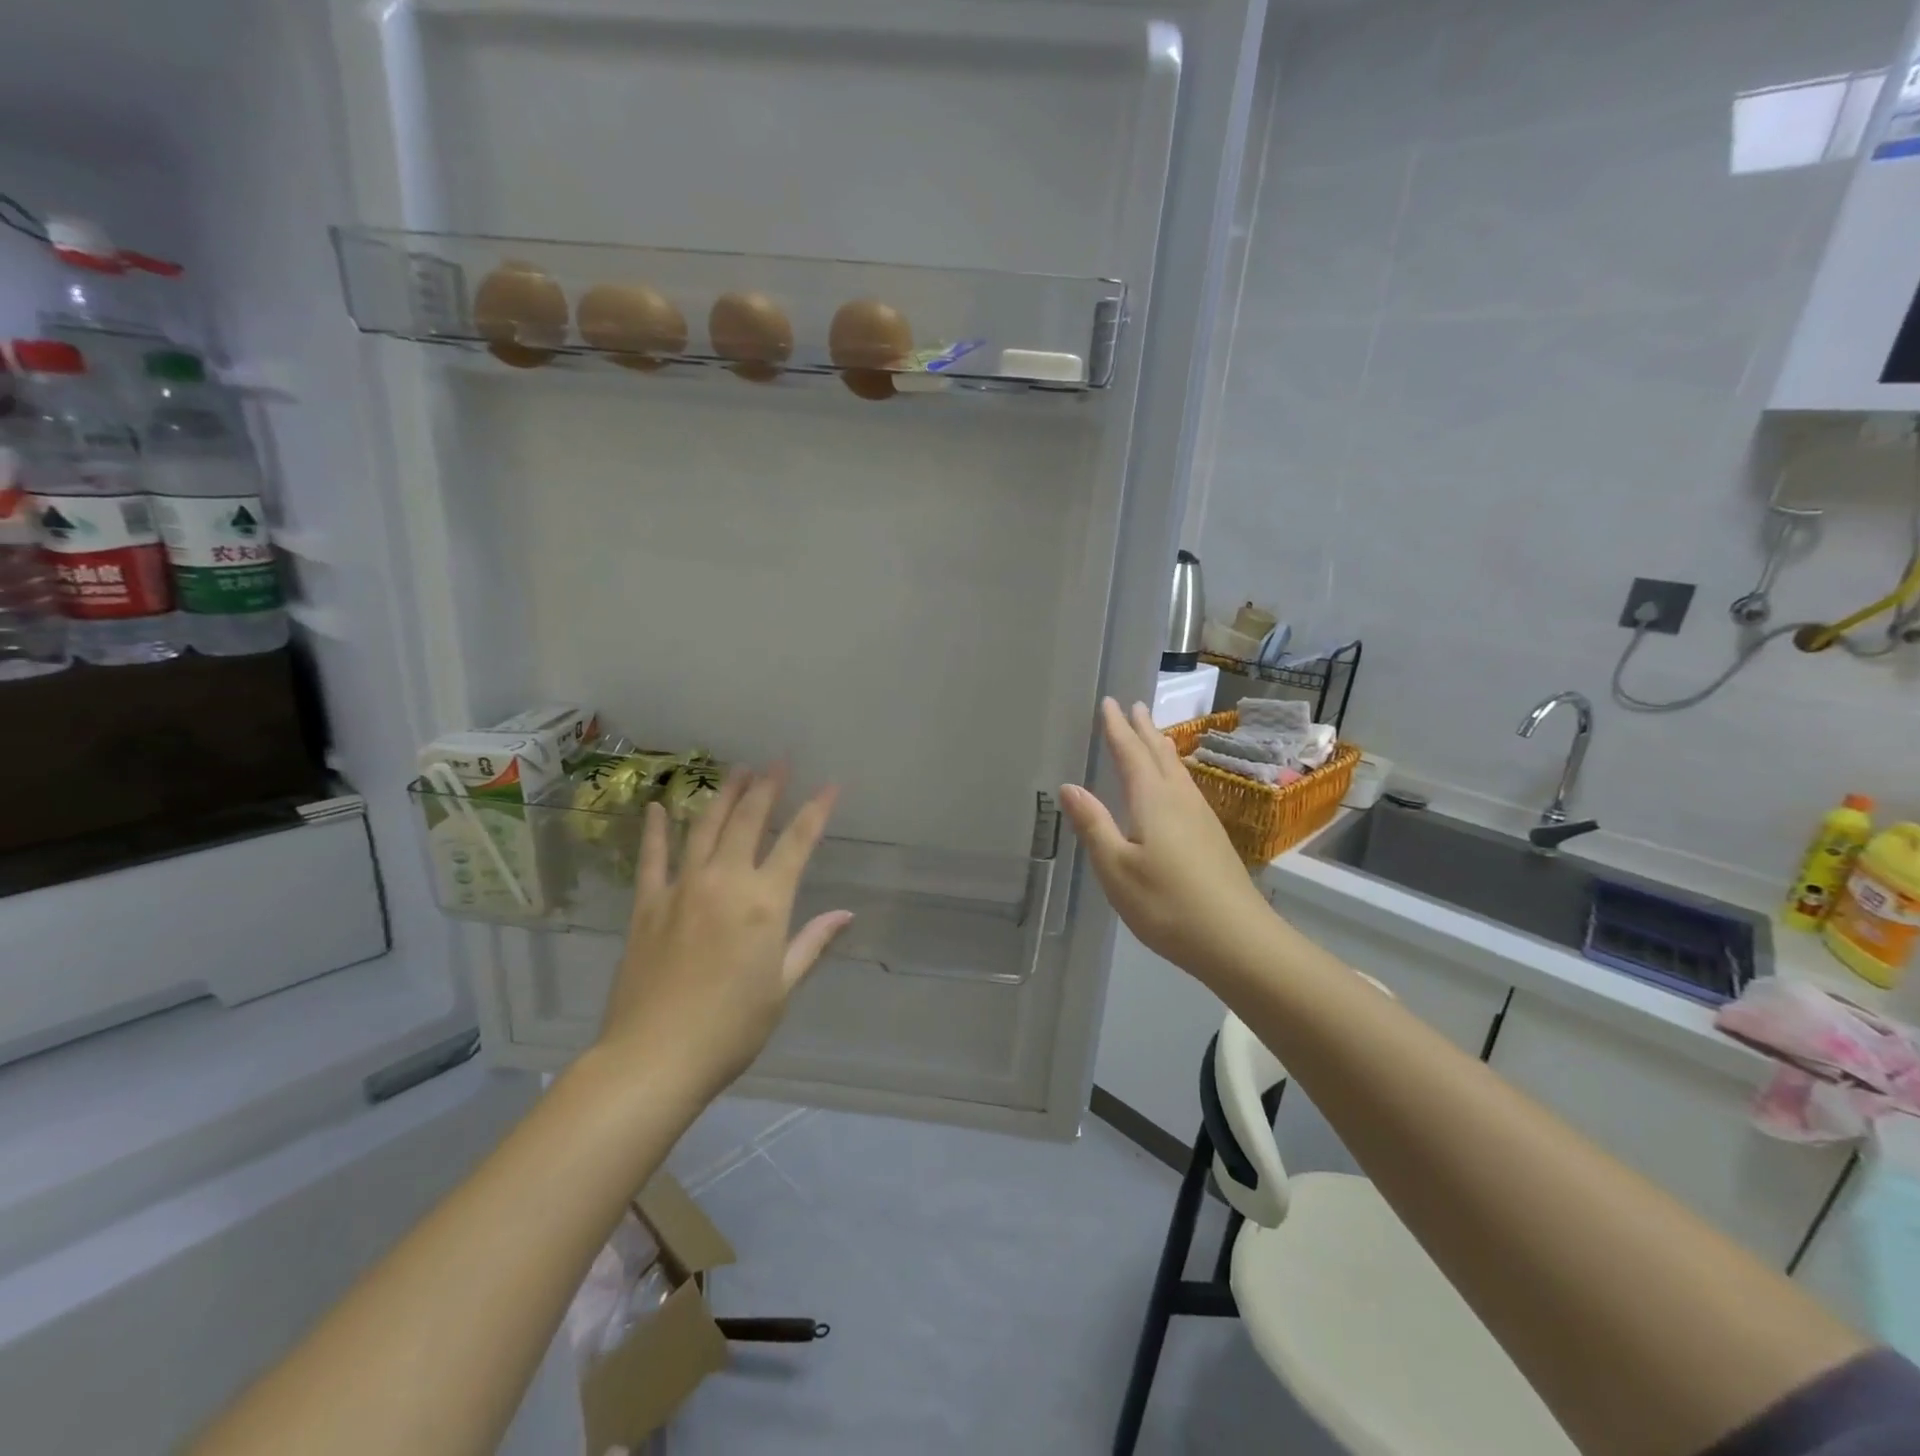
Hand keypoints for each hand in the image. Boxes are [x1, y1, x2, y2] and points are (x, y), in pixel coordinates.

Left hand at [597, 767, 850, 1099]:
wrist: (655, 1057)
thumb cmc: (732, 1028)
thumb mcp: (782, 987)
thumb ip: (812, 943)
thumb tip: (845, 914)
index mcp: (765, 902)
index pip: (797, 842)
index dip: (817, 810)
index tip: (830, 785)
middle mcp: (725, 882)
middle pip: (748, 820)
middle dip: (767, 787)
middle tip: (777, 762)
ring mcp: (682, 888)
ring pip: (704, 827)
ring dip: (723, 795)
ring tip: (736, 770)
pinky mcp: (647, 904)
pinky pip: (653, 857)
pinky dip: (656, 829)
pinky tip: (657, 806)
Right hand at [1060, 699, 1277, 986]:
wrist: (1237, 940)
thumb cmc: (1167, 904)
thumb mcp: (1116, 868)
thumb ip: (1093, 825)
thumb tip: (1069, 786)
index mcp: (1153, 800)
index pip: (1131, 754)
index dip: (1117, 728)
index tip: (1109, 702)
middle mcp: (1180, 800)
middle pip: (1159, 755)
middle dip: (1143, 730)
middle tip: (1134, 706)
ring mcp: (1201, 818)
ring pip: (1178, 771)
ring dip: (1161, 749)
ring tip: (1154, 735)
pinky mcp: (1213, 837)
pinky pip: (1187, 788)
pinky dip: (1174, 773)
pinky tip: (1177, 787)